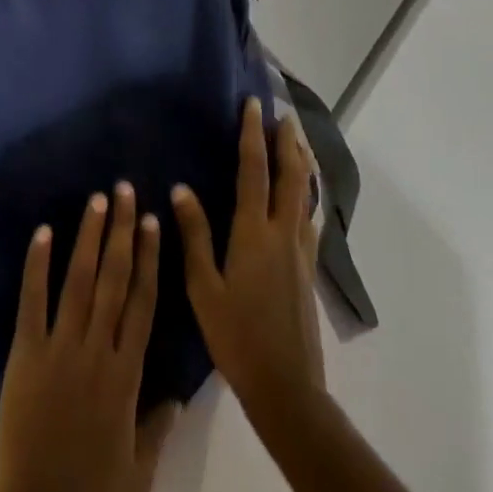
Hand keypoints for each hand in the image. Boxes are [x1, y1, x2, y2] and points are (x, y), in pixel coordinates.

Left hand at [0, 184, 180, 491]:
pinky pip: (32, 302)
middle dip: (122, 231)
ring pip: (78, 281)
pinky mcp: (24, 354)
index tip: (153, 220)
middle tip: (126, 189)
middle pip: (113, 280)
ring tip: (97, 199)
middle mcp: (95, 351)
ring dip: (88, 237)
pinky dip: (37, 265)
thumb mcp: (140, 473)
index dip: (148, 258)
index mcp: (125, 376)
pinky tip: (43, 232)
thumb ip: (158, 426)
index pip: (142, 303)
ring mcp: (58, 349)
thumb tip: (178, 392)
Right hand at [171, 99, 324, 433]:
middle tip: (283, 114)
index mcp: (254, 232)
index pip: (254, 170)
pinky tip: (307, 196)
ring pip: (306, 193)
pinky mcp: (309, 268)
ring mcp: (301, 250)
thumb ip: (195, 235)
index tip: (253, 105)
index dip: (253, 135)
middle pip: (291, 174)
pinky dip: (309, 194)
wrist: (287, 386)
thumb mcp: (204, 288)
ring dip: (302, 162)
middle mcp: (283, 232)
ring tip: (298, 141)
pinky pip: (311, 217)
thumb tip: (181, 189)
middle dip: (287, 141)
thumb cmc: (236, 337)